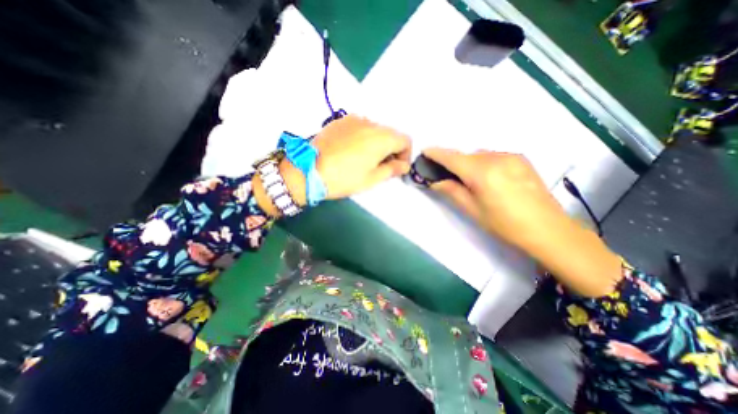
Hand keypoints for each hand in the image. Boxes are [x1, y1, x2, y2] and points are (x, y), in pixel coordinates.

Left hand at [257, 114, 412, 214]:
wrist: (308, 170)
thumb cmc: (343, 178)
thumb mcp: (371, 179)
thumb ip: (392, 169)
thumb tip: (404, 165)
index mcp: (381, 138)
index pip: (405, 140)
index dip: (406, 155)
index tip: (397, 168)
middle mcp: (370, 123)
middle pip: (391, 134)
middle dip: (392, 150)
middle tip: (382, 167)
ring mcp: (354, 119)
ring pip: (375, 130)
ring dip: (377, 143)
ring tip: (365, 160)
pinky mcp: (340, 121)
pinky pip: (360, 127)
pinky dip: (364, 138)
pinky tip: (352, 151)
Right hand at [427, 148, 620, 297]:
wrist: (548, 229)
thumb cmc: (505, 224)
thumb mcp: (473, 210)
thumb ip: (452, 191)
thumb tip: (435, 182)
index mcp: (482, 173)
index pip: (453, 158)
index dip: (437, 154)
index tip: (425, 151)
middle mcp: (496, 158)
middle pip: (466, 155)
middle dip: (453, 162)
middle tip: (445, 174)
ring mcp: (511, 156)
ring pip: (479, 155)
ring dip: (469, 163)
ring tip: (469, 180)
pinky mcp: (521, 159)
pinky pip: (493, 156)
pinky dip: (483, 163)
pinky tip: (488, 178)